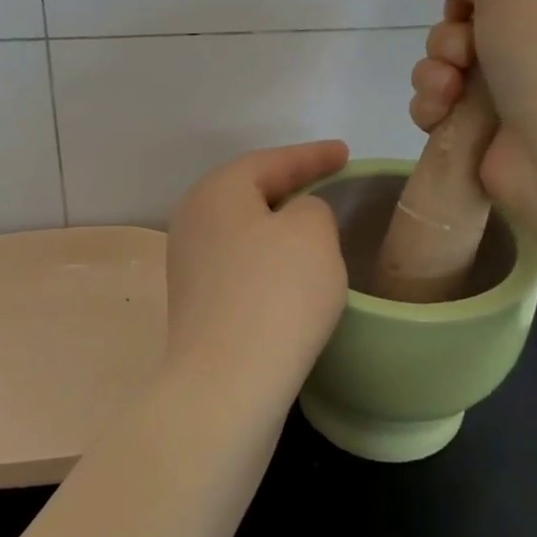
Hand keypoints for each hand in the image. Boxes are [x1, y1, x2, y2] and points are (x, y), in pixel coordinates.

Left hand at [164, 141, 350, 408]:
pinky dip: (268, 259)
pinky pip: (241, 263)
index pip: (271, 160)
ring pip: (244, 229)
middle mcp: (193, 219)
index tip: (346, 153)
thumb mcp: (312, 231)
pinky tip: (290, 272)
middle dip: (290, 185)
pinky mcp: (197, 302)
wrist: (227, 383)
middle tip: (327, 181)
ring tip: (313, 226)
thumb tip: (293, 221)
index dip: (313, 155)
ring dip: (278, 225)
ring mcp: (190, 263)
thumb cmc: (275, 294)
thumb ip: (311, 208)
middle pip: (249, 191)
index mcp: (217, 191)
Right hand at [408, 0, 536, 228]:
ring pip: (445, 68)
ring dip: (433, 72)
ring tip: (448, 90)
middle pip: (465, 27)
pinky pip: (440, 107)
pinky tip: (441, 114)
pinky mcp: (488, 133)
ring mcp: (517, 94)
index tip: (462, 7)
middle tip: (461, 54)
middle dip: (447, 39)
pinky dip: (432, 107)